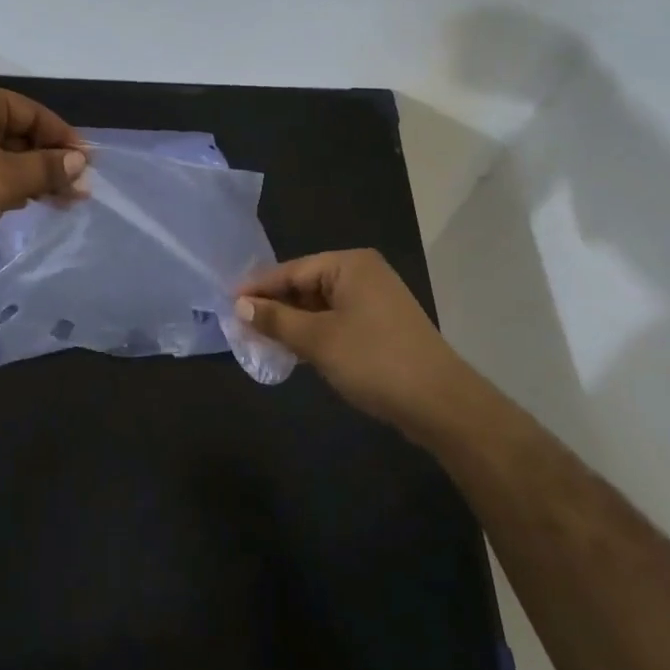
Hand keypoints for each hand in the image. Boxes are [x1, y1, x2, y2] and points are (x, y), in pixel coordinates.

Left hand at [0, 83, 86, 259]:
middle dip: (49, 161)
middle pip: (18, 133)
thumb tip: (80, 163)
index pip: (32, 112)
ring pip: (1, 156)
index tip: (88, 166)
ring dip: (31, 176)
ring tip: (61, 202)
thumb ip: (46, 168)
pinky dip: (7, 186)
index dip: (63, 138)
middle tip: (79, 191)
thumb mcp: (4, 179)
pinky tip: (26, 204)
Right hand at [236, 250, 471, 432]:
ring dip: (293, 322)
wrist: (442, 405)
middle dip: (275, 306)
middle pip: (305, 285)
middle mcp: (363, 273)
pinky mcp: (382, 325)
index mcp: (349, 264)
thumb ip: (276, 319)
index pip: (291, 270)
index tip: (227, 304)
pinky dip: (315, 333)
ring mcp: (376, 300)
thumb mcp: (317, 340)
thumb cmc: (374, 361)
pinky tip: (296, 350)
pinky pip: (337, 320)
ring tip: (261, 340)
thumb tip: (240, 305)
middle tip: (241, 326)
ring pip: (320, 305)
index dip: (258, 288)